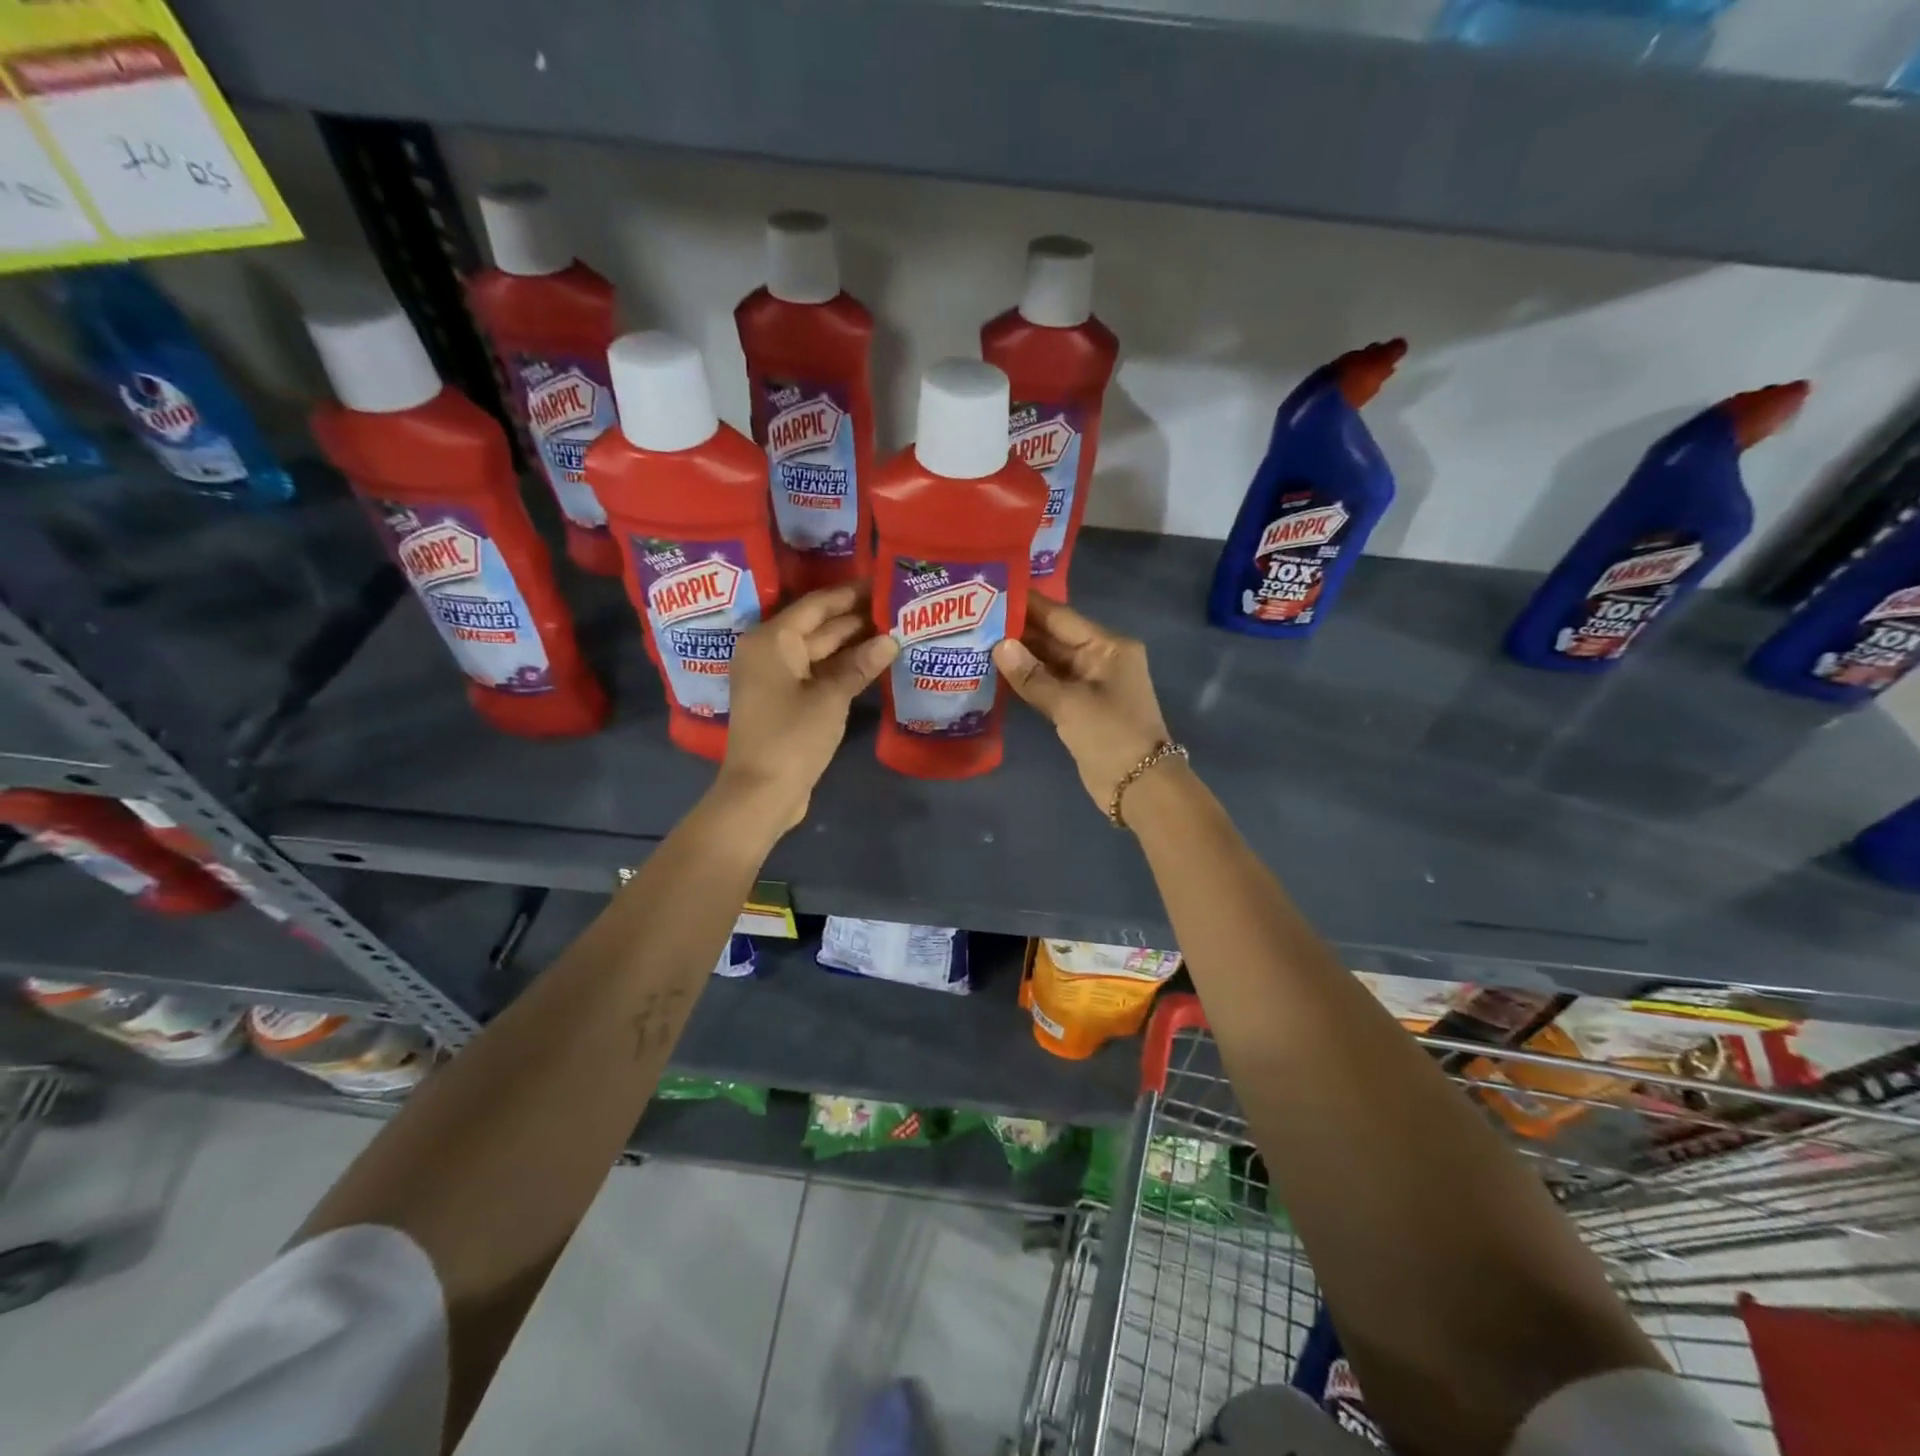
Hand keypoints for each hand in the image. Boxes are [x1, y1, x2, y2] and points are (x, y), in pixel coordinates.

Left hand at [718, 584, 897, 832]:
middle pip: (816, 626)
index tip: (881, 582)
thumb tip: (890, 640)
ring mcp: (774, 678)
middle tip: (895, 607)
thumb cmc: (792, 737)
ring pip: (818, 651)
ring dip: (851, 644)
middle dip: (855, 619)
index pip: (816, 605)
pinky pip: (815, 673)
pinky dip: (840, 668)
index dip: (850, 594)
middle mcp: (768, 651)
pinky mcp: (782, 700)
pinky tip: (872, 663)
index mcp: (771, 640)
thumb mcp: (831, 698)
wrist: (761, 792)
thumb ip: (860, 665)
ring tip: (892, 630)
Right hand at [992, 596, 1171, 811]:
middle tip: (976, 617)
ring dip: (1020, 655)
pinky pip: (1050, 684)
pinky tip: (998, 672)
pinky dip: (1028, 680)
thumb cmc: (1110, 735)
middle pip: (1055, 637)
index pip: (1062, 617)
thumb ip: (1032, 676)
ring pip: (1050, 662)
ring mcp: (1090, 684)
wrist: (1138, 787)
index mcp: (1108, 647)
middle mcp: (1100, 658)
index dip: (1029, 605)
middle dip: (1019, 630)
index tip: (994, 591)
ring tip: (979, 640)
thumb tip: (999, 646)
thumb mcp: (1069, 704)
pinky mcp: (1080, 707)